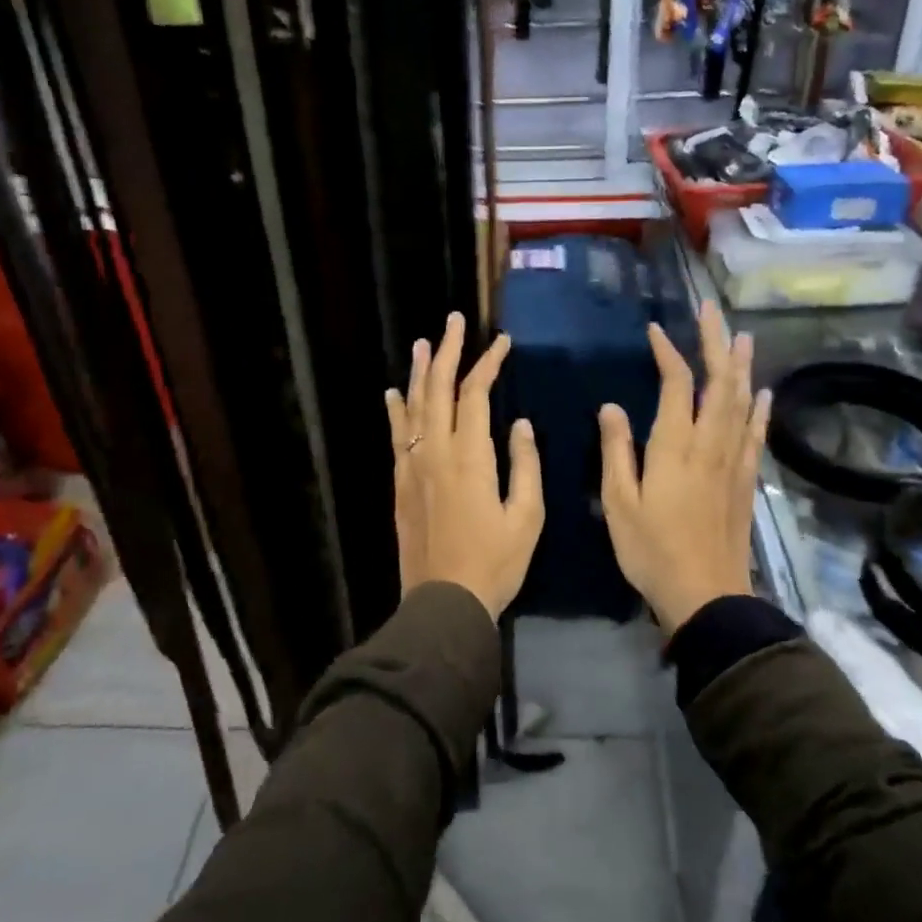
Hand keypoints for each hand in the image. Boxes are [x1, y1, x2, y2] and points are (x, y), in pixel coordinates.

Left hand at [385, 313, 542, 620]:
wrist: (445, 601)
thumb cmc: (495, 562)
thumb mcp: (527, 517)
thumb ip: (525, 465)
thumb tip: (520, 424)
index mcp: (470, 456)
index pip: (475, 394)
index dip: (488, 364)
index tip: (502, 342)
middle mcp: (434, 451)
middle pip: (438, 389)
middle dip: (448, 352)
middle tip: (454, 321)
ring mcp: (412, 466)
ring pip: (413, 407)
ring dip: (420, 372)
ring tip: (423, 343)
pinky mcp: (399, 483)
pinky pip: (395, 435)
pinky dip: (395, 410)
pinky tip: (394, 392)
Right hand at [598, 302, 770, 633]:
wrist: (706, 596)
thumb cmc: (652, 550)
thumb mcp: (619, 502)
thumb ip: (616, 450)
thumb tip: (611, 406)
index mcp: (675, 446)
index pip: (677, 385)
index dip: (668, 353)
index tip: (655, 330)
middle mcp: (710, 445)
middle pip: (718, 382)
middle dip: (715, 343)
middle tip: (711, 311)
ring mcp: (733, 462)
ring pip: (741, 402)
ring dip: (741, 366)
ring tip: (742, 336)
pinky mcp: (746, 481)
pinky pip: (755, 435)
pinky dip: (759, 409)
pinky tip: (763, 393)